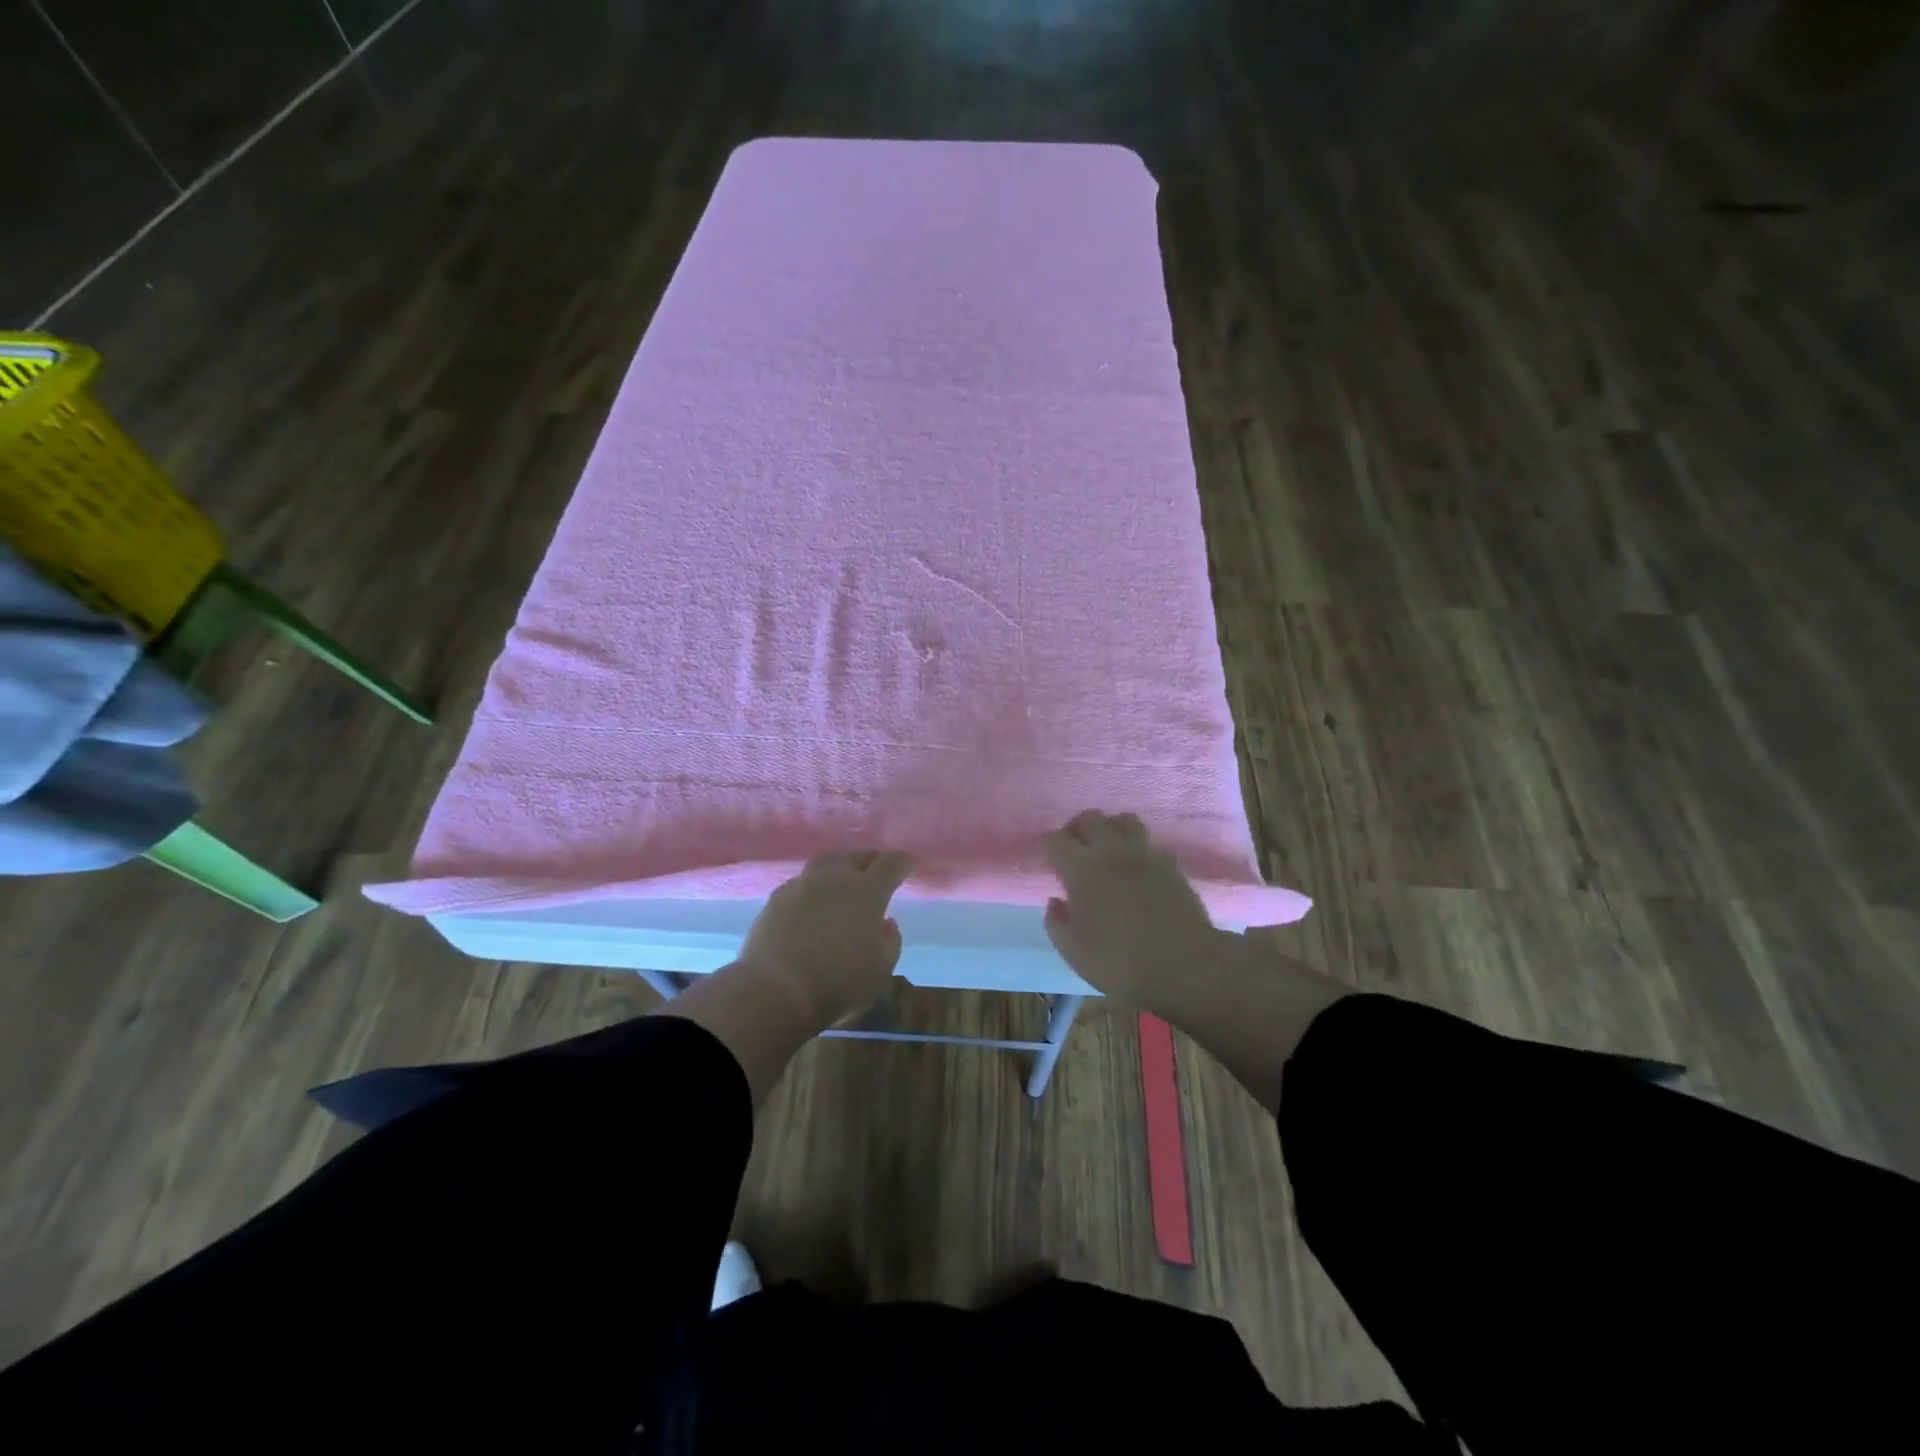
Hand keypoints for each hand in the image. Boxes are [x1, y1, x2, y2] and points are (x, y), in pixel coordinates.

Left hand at [739, 851, 912, 1024]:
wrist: (774, 991)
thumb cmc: (838, 982)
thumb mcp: (881, 971)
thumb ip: (890, 942)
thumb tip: (886, 923)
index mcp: (867, 891)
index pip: (890, 864)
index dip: (903, 862)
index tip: (910, 864)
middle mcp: (835, 878)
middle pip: (856, 856)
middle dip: (871, 860)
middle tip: (878, 869)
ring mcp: (802, 885)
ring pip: (826, 863)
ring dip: (840, 866)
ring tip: (844, 878)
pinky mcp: (776, 899)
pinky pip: (802, 882)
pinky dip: (814, 886)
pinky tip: (813, 900)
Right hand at [1040, 811, 1222, 1008]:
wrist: (1184, 964)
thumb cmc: (1120, 961)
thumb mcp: (1074, 951)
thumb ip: (1057, 922)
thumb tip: (1055, 901)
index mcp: (1081, 868)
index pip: (1054, 840)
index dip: (1046, 848)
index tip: (1046, 863)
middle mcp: (1111, 850)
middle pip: (1089, 818)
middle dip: (1075, 830)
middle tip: (1073, 851)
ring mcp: (1144, 853)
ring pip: (1122, 820)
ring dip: (1108, 828)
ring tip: (1105, 849)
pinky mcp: (1170, 863)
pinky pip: (1147, 841)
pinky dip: (1135, 846)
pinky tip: (1133, 867)